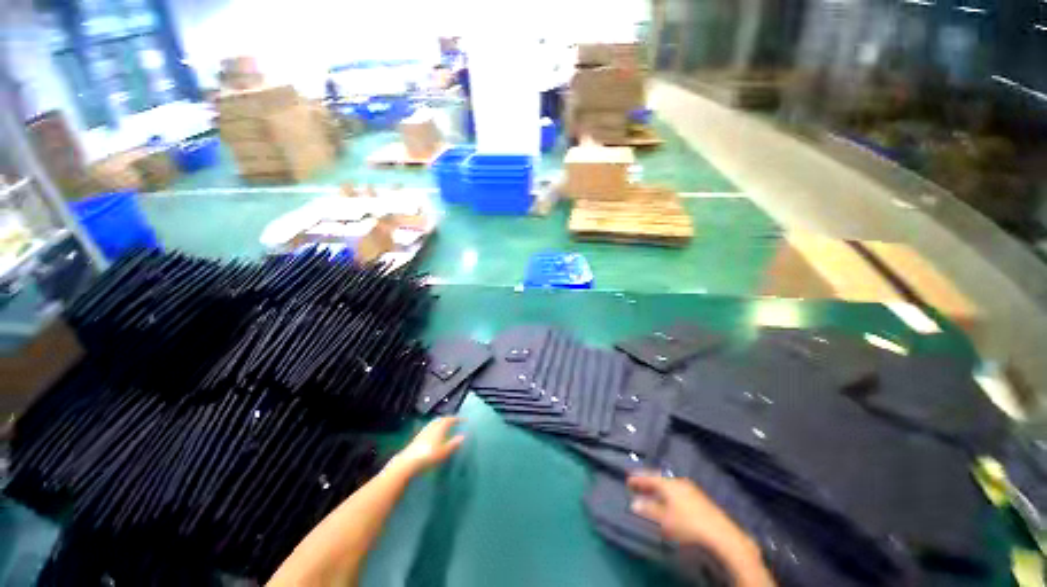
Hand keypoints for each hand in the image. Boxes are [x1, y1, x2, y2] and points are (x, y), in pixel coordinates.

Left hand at [389, 417, 464, 475]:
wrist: (408, 462)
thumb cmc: (429, 456)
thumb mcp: (444, 451)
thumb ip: (454, 443)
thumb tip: (463, 436)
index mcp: (439, 428)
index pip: (449, 419)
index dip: (457, 419)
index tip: (464, 420)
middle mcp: (431, 427)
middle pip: (441, 419)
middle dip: (448, 419)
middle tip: (454, 422)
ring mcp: (423, 432)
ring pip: (433, 423)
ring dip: (440, 423)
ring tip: (444, 427)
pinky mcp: (417, 438)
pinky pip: (429, 428)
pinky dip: (434, 428)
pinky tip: (433, 435)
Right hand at [627, 472, 772, 585]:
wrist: (721, 536)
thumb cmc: (687, 525)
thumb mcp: (664, 520)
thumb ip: (648, 509)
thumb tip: (634, 502)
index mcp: (668, 483)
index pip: (649, 477)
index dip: (638, 479)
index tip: (628, 480)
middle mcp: (678, 481)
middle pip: (659, 479)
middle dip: (648, 481)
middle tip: (637, 484)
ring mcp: (691, 489)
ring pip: (669, 484)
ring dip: (659, 488)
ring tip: (651, 492)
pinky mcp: (700, 498)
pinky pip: (678, 490)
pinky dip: (669, 493)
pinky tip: (669, 500)